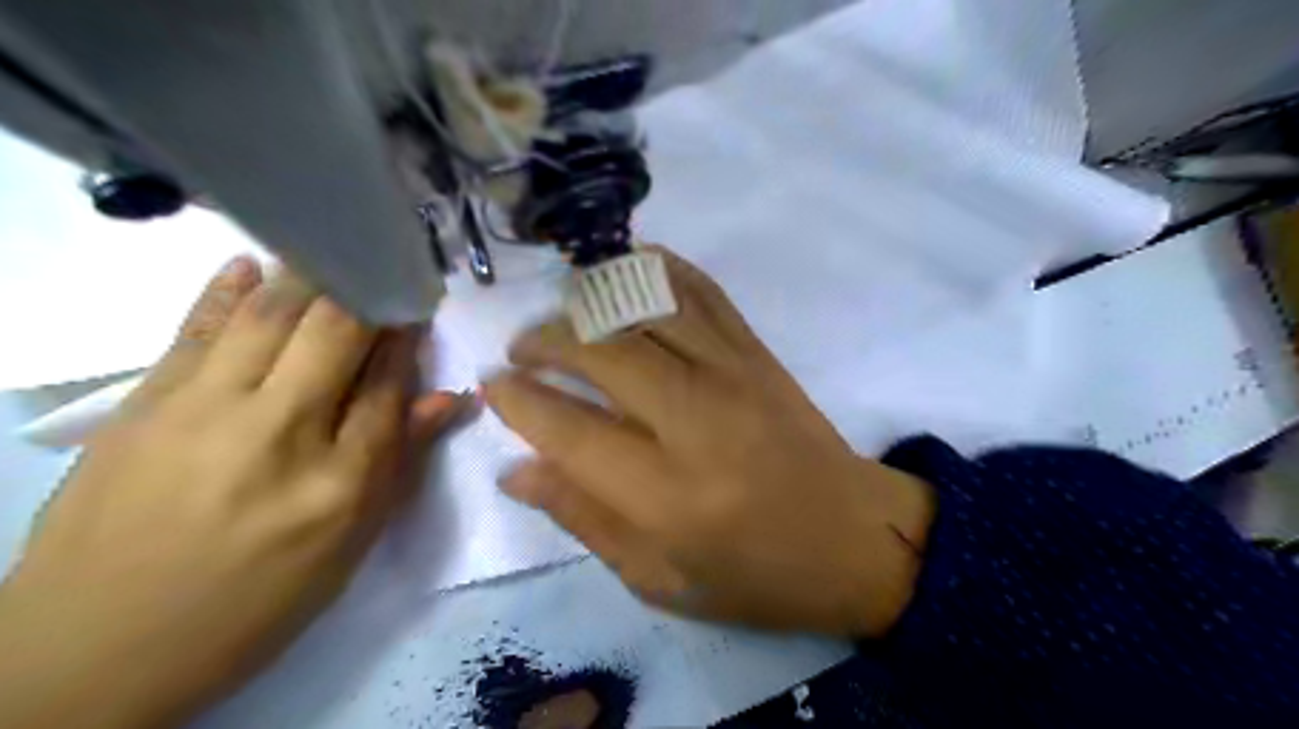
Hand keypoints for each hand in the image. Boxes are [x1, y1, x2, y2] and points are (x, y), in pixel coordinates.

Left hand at [0, 255, 466, 728]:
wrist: (93, 652)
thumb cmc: (252, 605)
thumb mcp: (347, 548)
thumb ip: (398, 462)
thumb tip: (448, 397)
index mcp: (340, 480)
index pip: (389, 381)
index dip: (408, 335)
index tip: (420, 304)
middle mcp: (279, 431)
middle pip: (336, 333)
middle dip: (369, 291)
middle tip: (387, 265)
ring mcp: (202, 411)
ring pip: (270, 316)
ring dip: (312, 276)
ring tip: (337, 251)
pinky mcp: (143, 406)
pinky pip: (197, 330)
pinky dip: (228, 290)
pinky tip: (251, 262)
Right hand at [487, 247, 933, 637]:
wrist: (854, 538)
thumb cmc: (756, 574)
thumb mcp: (660, 580)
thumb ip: (584, 519)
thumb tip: (516, 470)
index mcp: (667, 495)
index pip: (569, 429)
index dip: (520, 402)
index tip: (492, 386)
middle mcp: (696, 419)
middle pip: (602, 352)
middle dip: (546, 341)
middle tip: (523, 350)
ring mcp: (732, 373)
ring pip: (644, 309)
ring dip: (590, 302)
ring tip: (563, 315)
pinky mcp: (757, 352)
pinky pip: (700, 291)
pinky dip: (656, 270)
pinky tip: (625, 271)